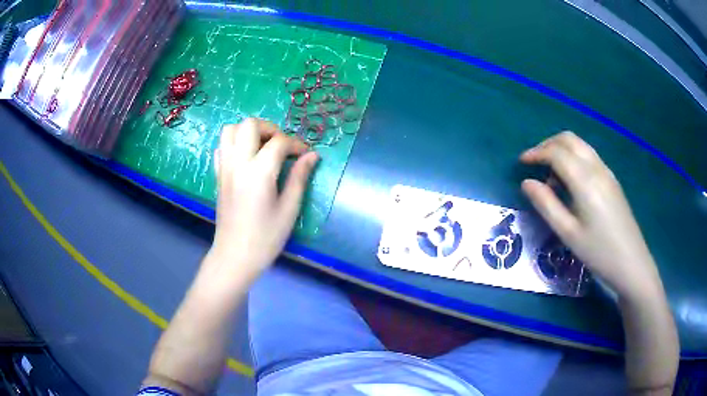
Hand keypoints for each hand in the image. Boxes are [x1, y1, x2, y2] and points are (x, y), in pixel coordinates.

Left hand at [209, 118, 318, 278]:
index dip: (296, 144)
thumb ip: (299, 177)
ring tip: (263, 147)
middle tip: (282, 146)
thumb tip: (312, 155)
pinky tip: (246, 157)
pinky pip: (221, 147)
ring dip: (249, 131)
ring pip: (230, 130)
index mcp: (258, 172)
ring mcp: (224, 168)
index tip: (306, 155)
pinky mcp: (218, 175)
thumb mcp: (289, 209)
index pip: (279, 142)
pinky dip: (234, 143)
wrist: (235, 255)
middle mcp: (238, 163)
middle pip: (250, 125)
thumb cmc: (265, 237)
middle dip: (270, 129)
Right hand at [520, 131, 662, 300]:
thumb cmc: (598, 251)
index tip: (521, 163)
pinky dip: (573, 158)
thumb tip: (527, 183)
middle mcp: (597, 168)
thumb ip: (546, 205)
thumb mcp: (568, 233)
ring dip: (561, 150)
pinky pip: (589, 156)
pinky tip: (570, 182)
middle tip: (534, 162)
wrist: (631, 262)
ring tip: (550, 174)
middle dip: (548, 145)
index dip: (536, 153)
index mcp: (585, 181)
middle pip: (569, 140)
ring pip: (580, 145)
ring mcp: (607, 172)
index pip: (557, 152)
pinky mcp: (612, 180)